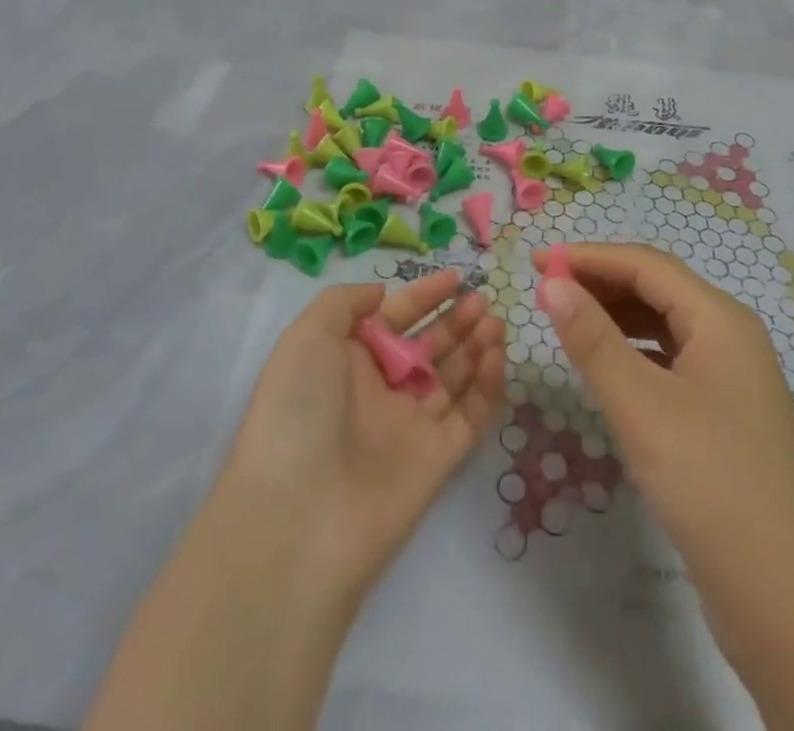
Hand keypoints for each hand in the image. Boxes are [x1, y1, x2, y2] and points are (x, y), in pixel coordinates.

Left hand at [222, 269, 507, 599]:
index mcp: (347, 361)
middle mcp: (380, 391)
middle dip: (455, 320)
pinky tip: (496, 356)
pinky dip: (487, 386)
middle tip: (482, 300)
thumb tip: (381, 294)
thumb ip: (345, 302)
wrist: (299, 515)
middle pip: (428, 346)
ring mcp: (410, 425)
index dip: (423, 296)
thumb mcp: (307, 335)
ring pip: (453, 378)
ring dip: (476, 347)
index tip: (455, 277)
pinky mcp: (438, 458)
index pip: (394, 319)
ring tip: (495, 321)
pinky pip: (470, 415)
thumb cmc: (298, 410)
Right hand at [532, 244, 793, 655]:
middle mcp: (730, 337)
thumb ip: (593, 340)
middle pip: (657, 288)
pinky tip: (607, 368)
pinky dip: (633, 352)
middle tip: (544, 289)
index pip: (645, 264)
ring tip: (566, 320)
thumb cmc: (711, 484)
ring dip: (615, 315)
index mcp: (720, 319)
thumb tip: (551, 284)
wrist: (788, 603)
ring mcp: (731, 379)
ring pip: (664, 325)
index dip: (589, 257)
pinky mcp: (724, 416)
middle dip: (600, 282)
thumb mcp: (642, 406)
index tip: (535, 261)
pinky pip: (670, 361)